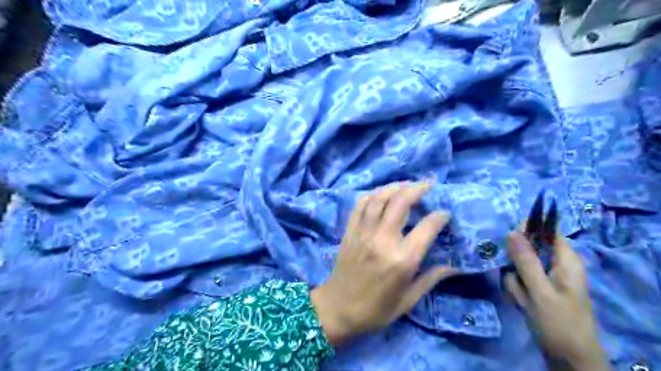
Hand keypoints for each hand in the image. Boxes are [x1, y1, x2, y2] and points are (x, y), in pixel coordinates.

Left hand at [311, 181, 454, 346]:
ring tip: (407, 184)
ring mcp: (363, 232)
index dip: (439, 216)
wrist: (338, 308)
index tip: (445, 213)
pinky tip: (381, 194)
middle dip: (417, 189)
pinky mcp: (350, 231)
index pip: (426, 227)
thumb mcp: (408, 300)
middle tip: (428, 184)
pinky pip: (360, 205)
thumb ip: (431, 279)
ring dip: (395, 186)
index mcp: (402, 259)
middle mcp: (383, 240)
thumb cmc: (376, 309)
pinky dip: (372, 195)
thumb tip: (453, 265)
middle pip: (401, 203)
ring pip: (379, 198)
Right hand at [508, 231, 607, 369]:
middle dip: (516, 261)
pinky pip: (519, 279)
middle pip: (528, 247)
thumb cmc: (559, 322)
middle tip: (515, 276)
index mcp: (566, 260)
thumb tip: (512, 231)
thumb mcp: (540, 291)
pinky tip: (521, 302)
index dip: (527, 229)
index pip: (547, 230)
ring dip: (515, 279)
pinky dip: (516, 288)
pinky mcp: (537, 288)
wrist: (568, 357)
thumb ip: (526, 260)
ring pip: (519, 264)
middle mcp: (556, 264)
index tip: (508, 238)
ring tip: (522, 296)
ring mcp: (546, 276)